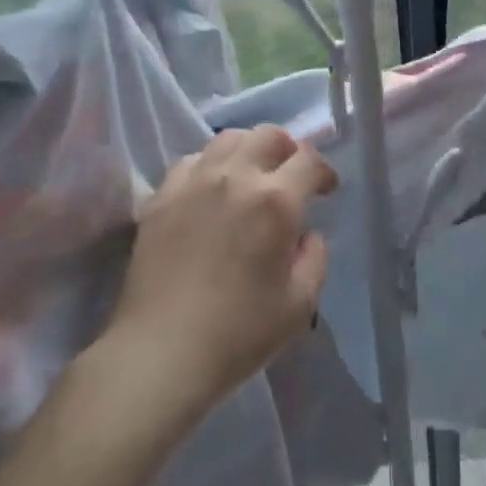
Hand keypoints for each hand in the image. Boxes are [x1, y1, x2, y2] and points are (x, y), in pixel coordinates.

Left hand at [102, 126, 337, 426]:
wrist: (162, 351)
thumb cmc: (240, 333)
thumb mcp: (300, 304)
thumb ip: (314, 258)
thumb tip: (306, 233)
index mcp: (276, 201)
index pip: (308, 159)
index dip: (323, 170)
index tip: (325, 189)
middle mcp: (235, 177)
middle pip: (268, 135)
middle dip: (288, 149)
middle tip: (290, 175)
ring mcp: (193, 182)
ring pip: (227, 139)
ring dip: (248, 149)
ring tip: (250, 175)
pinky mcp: (160, 196)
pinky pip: (190, 161)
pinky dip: (209, 165)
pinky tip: (210, 190)